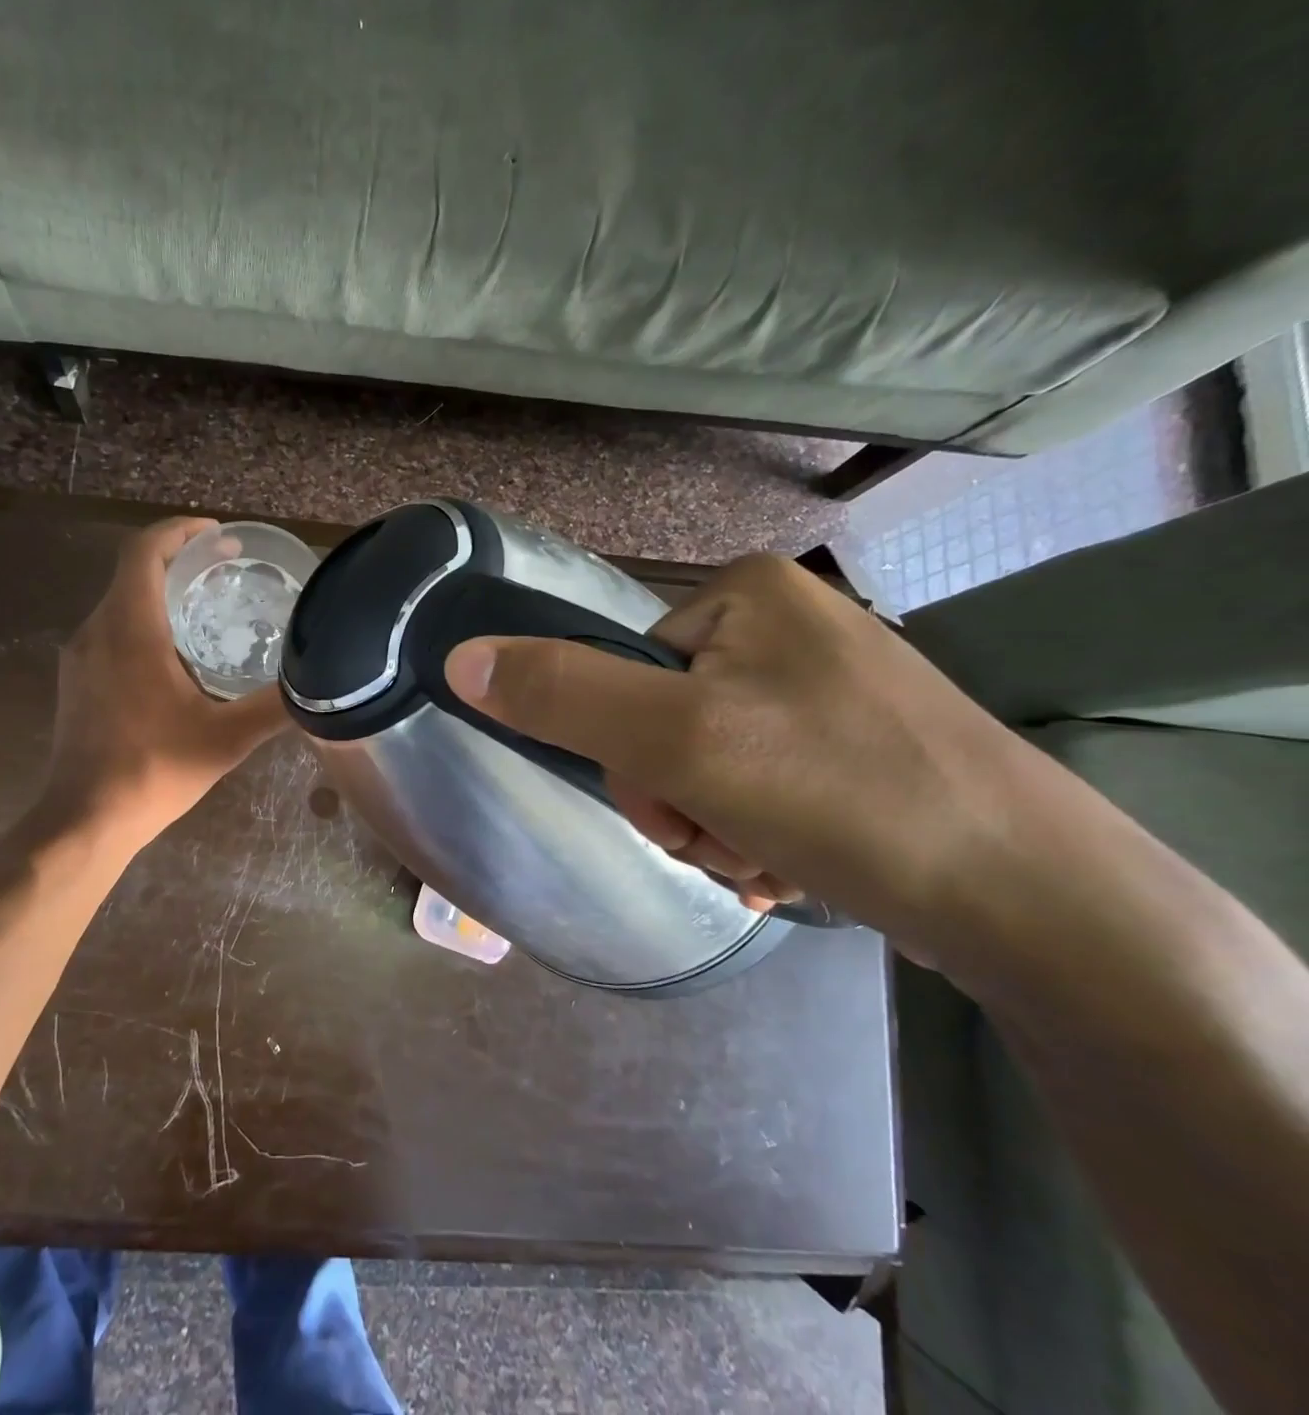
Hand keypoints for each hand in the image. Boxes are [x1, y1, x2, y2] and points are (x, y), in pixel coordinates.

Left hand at [38, 517, 288, 856]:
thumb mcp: (225, 739)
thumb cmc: (154, 770)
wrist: (86, 819)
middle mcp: (96, 630)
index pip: (145, 551)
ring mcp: (80, 656)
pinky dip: (144, 623)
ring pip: (120, 602)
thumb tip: (315, 687)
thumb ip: (272, 707)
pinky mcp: (75, 680)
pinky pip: (111, 630)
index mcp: (130, 629)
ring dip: (161, 593)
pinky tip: (175, 657)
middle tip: (226, 570)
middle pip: (133, 572)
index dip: (180, 531)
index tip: (218, 536)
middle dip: (179, 560)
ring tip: (207, 610)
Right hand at [442, 553, 1086, 977]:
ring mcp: (821, 687)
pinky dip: (752, 835)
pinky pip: (754, 784)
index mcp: (744, 593)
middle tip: (728, 838)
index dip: (629, 750)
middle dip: (677, 799)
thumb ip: (562, 694)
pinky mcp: (849, 747)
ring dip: (712, 826)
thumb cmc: (843, 793)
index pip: (622, 671)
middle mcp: (784, 626)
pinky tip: (791, 866)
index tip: (677, 802)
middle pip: (661, 720)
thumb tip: (458, 657)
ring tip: (769, 860)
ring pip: (702, 763)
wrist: (1035, 902)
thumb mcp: (679, 739)